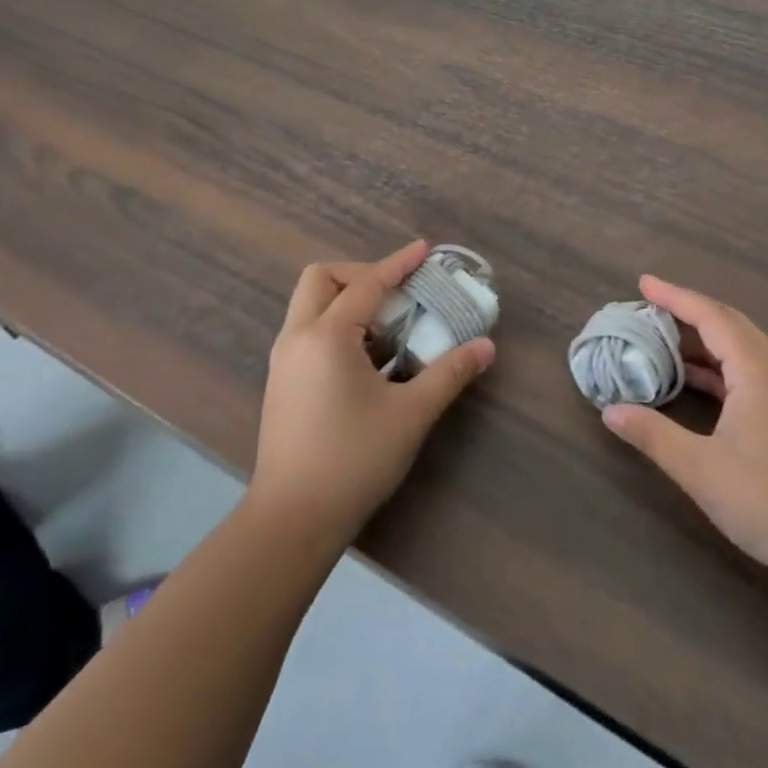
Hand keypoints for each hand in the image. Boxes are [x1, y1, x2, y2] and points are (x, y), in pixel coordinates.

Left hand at [249, 241, 494, 549]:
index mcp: (327, 336)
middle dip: (360, 274)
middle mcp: (297, 337)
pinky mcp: (281, 382)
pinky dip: (336, 327)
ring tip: (386, 328)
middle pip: (321, 279)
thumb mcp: (411, 414)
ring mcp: (284, 360)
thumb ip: (449, 374)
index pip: (367, 284)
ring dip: (346, 301)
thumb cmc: (354, 460)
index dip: (398, 263)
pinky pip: (307, 332)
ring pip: (310, 305)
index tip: (424, 249)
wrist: (293, 518)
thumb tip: (486, 346)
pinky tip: (365, 360)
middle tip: (396, 293)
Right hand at [601, 276, 767, 576]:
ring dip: (706, 341)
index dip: (675, 297)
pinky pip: (754, 373)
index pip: (713, 317)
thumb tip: (610, 410)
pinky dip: (722, 368)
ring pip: (745, 350)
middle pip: (732, 325)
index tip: (643, 283)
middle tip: (649, 308)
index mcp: (760, 372)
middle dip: (689, 312)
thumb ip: (653, 434)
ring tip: (664, 342)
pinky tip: (699, 384)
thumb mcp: (700, 470)